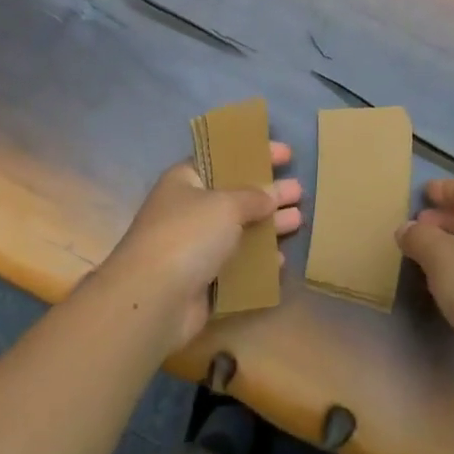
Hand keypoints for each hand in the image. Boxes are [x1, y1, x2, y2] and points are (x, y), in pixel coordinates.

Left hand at [99, 143, 302, 350]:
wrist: (154, 299)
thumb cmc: (188, 235)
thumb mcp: (226, 204)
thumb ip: (253, 197)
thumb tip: (270, 196)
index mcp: (186, 180)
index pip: (223, 158)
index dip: (254, 154)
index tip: (287, 154)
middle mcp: (189, 210)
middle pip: (235, 196)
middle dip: (268, 193)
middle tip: (299, 191)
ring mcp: (194, 247)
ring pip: (239, 231)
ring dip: (269, 226)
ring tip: (299, 220)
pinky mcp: (202, 280)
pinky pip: (237, 265)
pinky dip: (258, 261)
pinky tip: (281, 260)